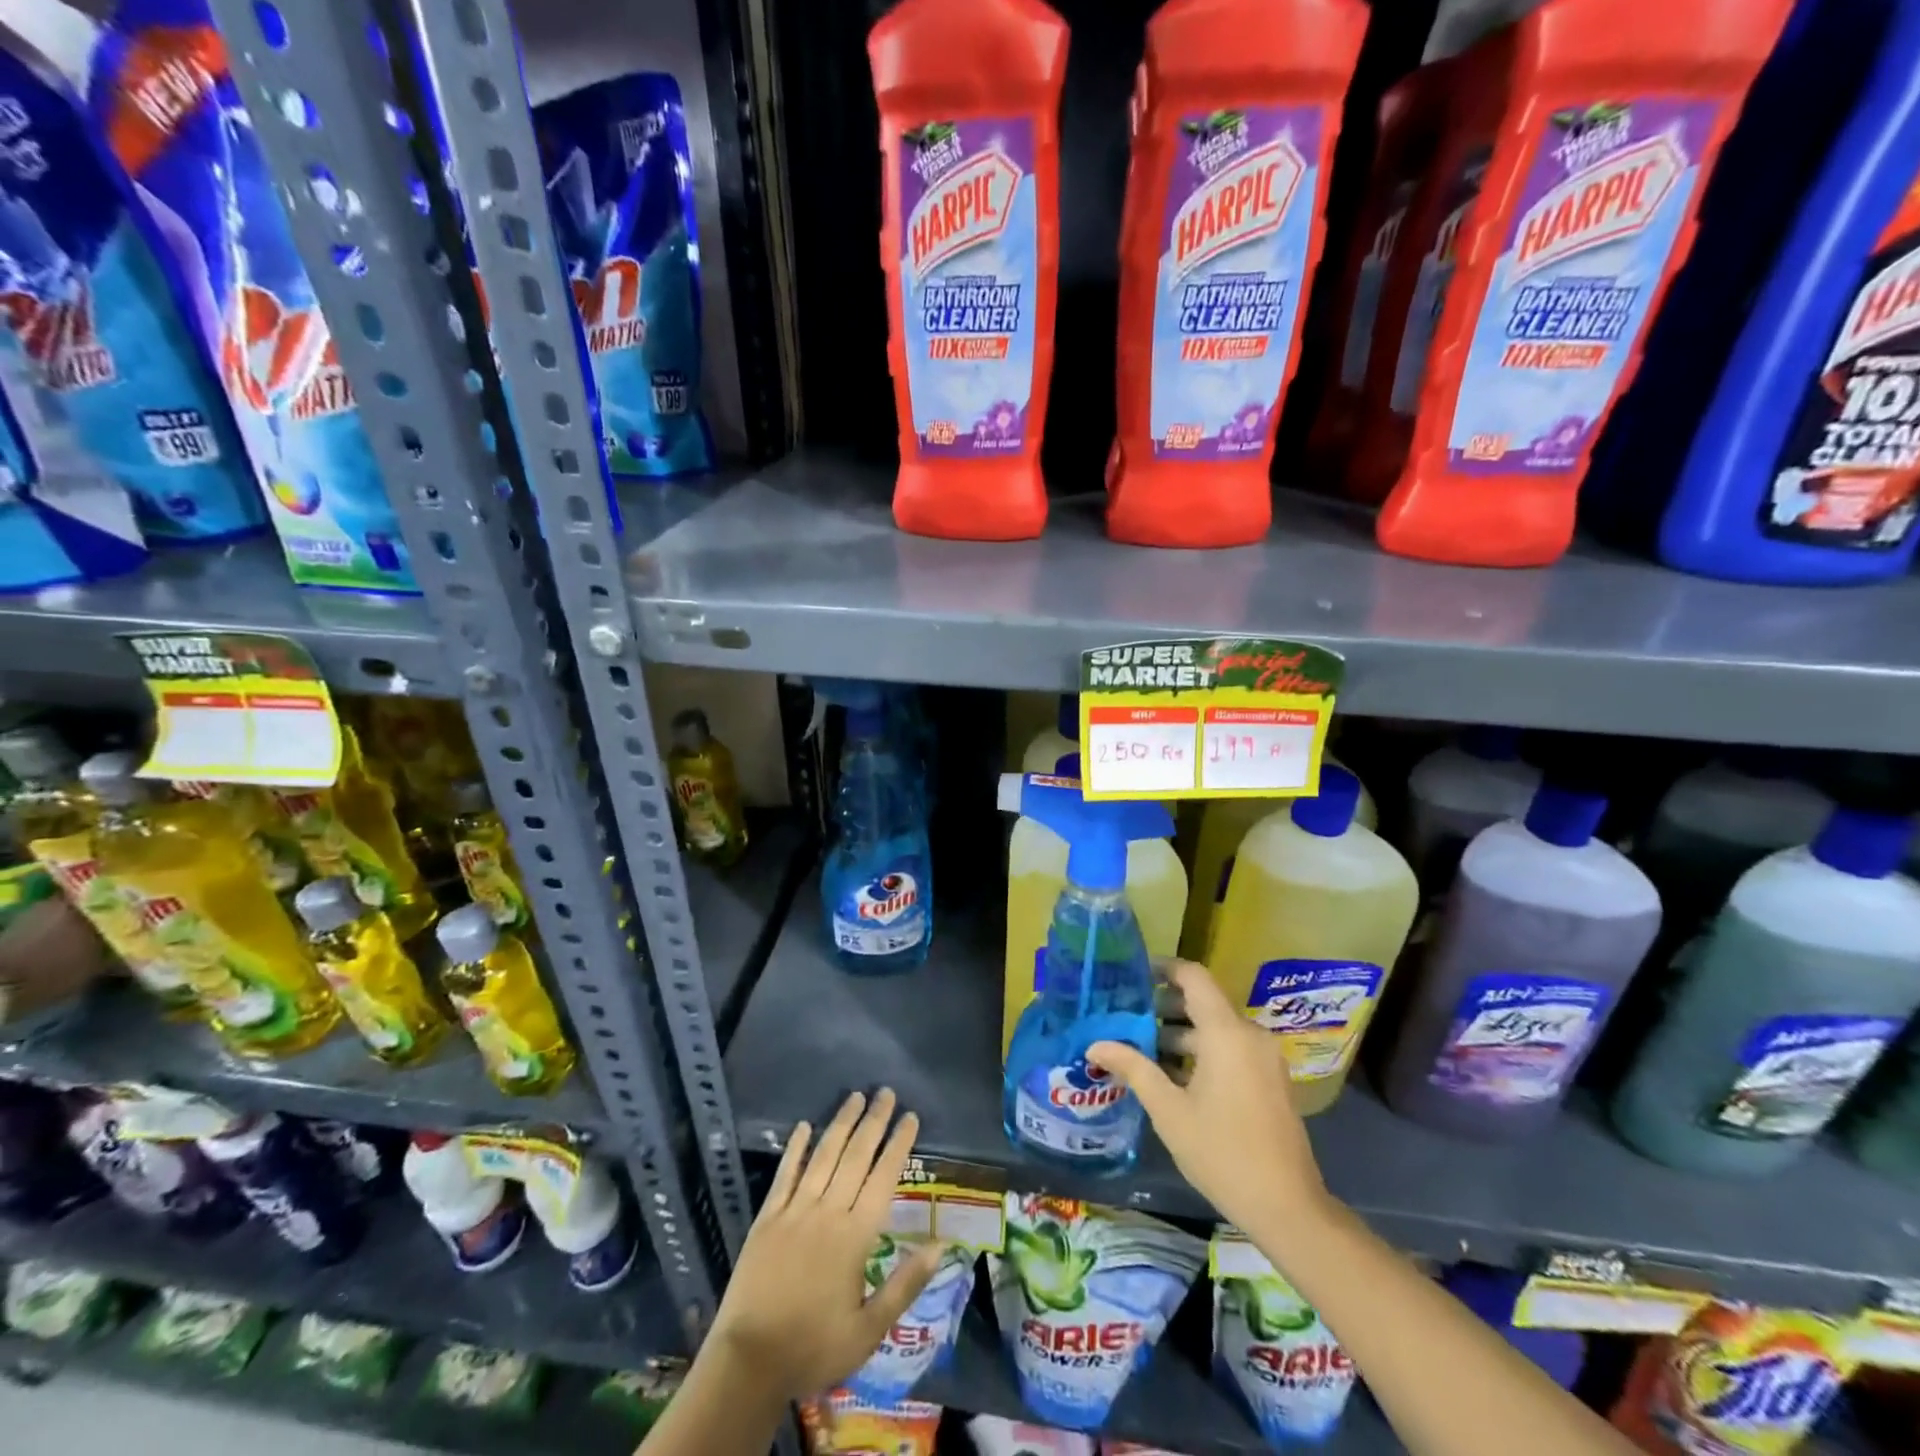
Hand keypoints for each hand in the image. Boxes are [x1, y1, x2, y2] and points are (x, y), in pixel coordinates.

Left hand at [708, 1088, 942, 1400]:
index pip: (883, 1177)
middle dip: (873, 1122)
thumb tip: (941, 1246)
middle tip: (886, 1092)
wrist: (748, 1364)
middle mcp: (827, 1213)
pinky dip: (795, 1149)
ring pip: (823, 1156)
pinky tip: (803, 1126)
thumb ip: (905, 1285)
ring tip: (855, 1096)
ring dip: (841, 1124)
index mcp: (855, 1237)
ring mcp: (794, 1211)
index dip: (898, 1145)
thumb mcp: (869, 1330)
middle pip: (855, 1156)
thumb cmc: (814, 1349)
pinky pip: (785, 1175)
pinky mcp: (767, 1218)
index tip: (910, 1117)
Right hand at [1089, 959, 1329, 1233]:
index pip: (1194, 977)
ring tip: (1141, 1050)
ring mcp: (1264, 1058)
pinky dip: (1202, 1052)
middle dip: (1164, 1008)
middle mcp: (1250, 1035)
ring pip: (1216, 1029)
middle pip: (1203, 1003)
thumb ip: (1133, 1068)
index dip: (1164, 968)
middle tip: (1126, 1018)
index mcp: (1226, 1033)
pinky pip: (1231, 1049)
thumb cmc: (1222, 1152)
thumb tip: (1094, 1045)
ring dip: (1180, 1034)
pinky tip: (1173, 1077)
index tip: (1133, 976)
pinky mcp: (1270, 1080)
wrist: (1288, 1207)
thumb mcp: (1168, 1110)